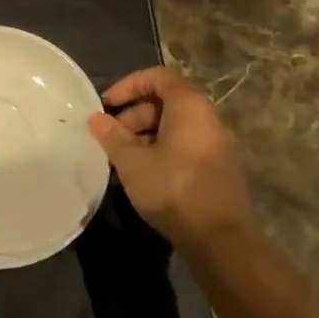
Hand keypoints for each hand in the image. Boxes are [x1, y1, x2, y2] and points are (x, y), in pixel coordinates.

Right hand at [88, 67, 252, 246]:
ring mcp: (218, 144)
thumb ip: (112, 136)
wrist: (222, 240)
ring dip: (146, 135)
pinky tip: (145, 175)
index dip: (129, 84)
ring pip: (176, 126)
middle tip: (112, 137)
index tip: (108, 104)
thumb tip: (96, 119)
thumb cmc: (173, 189)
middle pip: (167, 101)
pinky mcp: (220, 168)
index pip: (158, 76)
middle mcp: (209, 118)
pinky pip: (187, 145)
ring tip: (123, 159)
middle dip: (134, 114)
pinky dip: (163, 150)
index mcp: (190, 107)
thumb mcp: (132, 161)